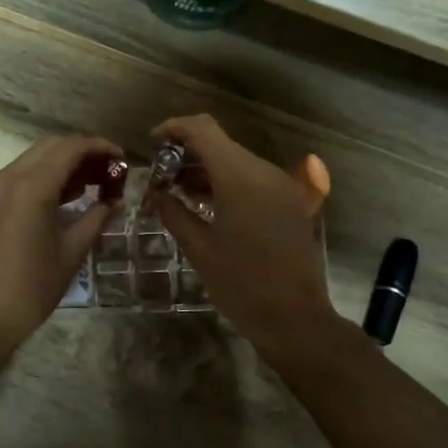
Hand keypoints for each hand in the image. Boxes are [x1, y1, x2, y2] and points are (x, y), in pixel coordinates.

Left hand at [0, 135, 121, 359]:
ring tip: (92, 184)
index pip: (70, 148)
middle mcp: (7, 178)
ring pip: (31, 160)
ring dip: (61, 164)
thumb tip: (116, 201)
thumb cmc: (31, 288)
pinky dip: (41, 177)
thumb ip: (96, 219)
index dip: (99, 147)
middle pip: (50, 147)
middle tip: (108, 171)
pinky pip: (16, 177)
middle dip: (81, 152)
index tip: (121, 158)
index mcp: (30, 186)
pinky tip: (62, 198)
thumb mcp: (71, 253)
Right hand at [148, 115, 342, 365]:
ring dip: (206, 168)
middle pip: (220, 143)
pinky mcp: (289, 201)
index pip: (203, 129)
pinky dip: (226, 182)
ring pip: (236, 160)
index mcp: (240, 178)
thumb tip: (155, 193)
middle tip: (161, 177)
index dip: (174, 128)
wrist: (296, 318)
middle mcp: (264, 172)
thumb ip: (173, 212)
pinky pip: (252, 178)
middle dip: (187, 152)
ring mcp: (281, 185)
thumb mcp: (199, 249)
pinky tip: (207, 205)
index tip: (152, 142)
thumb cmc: (241, 285)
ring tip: (178, 192)